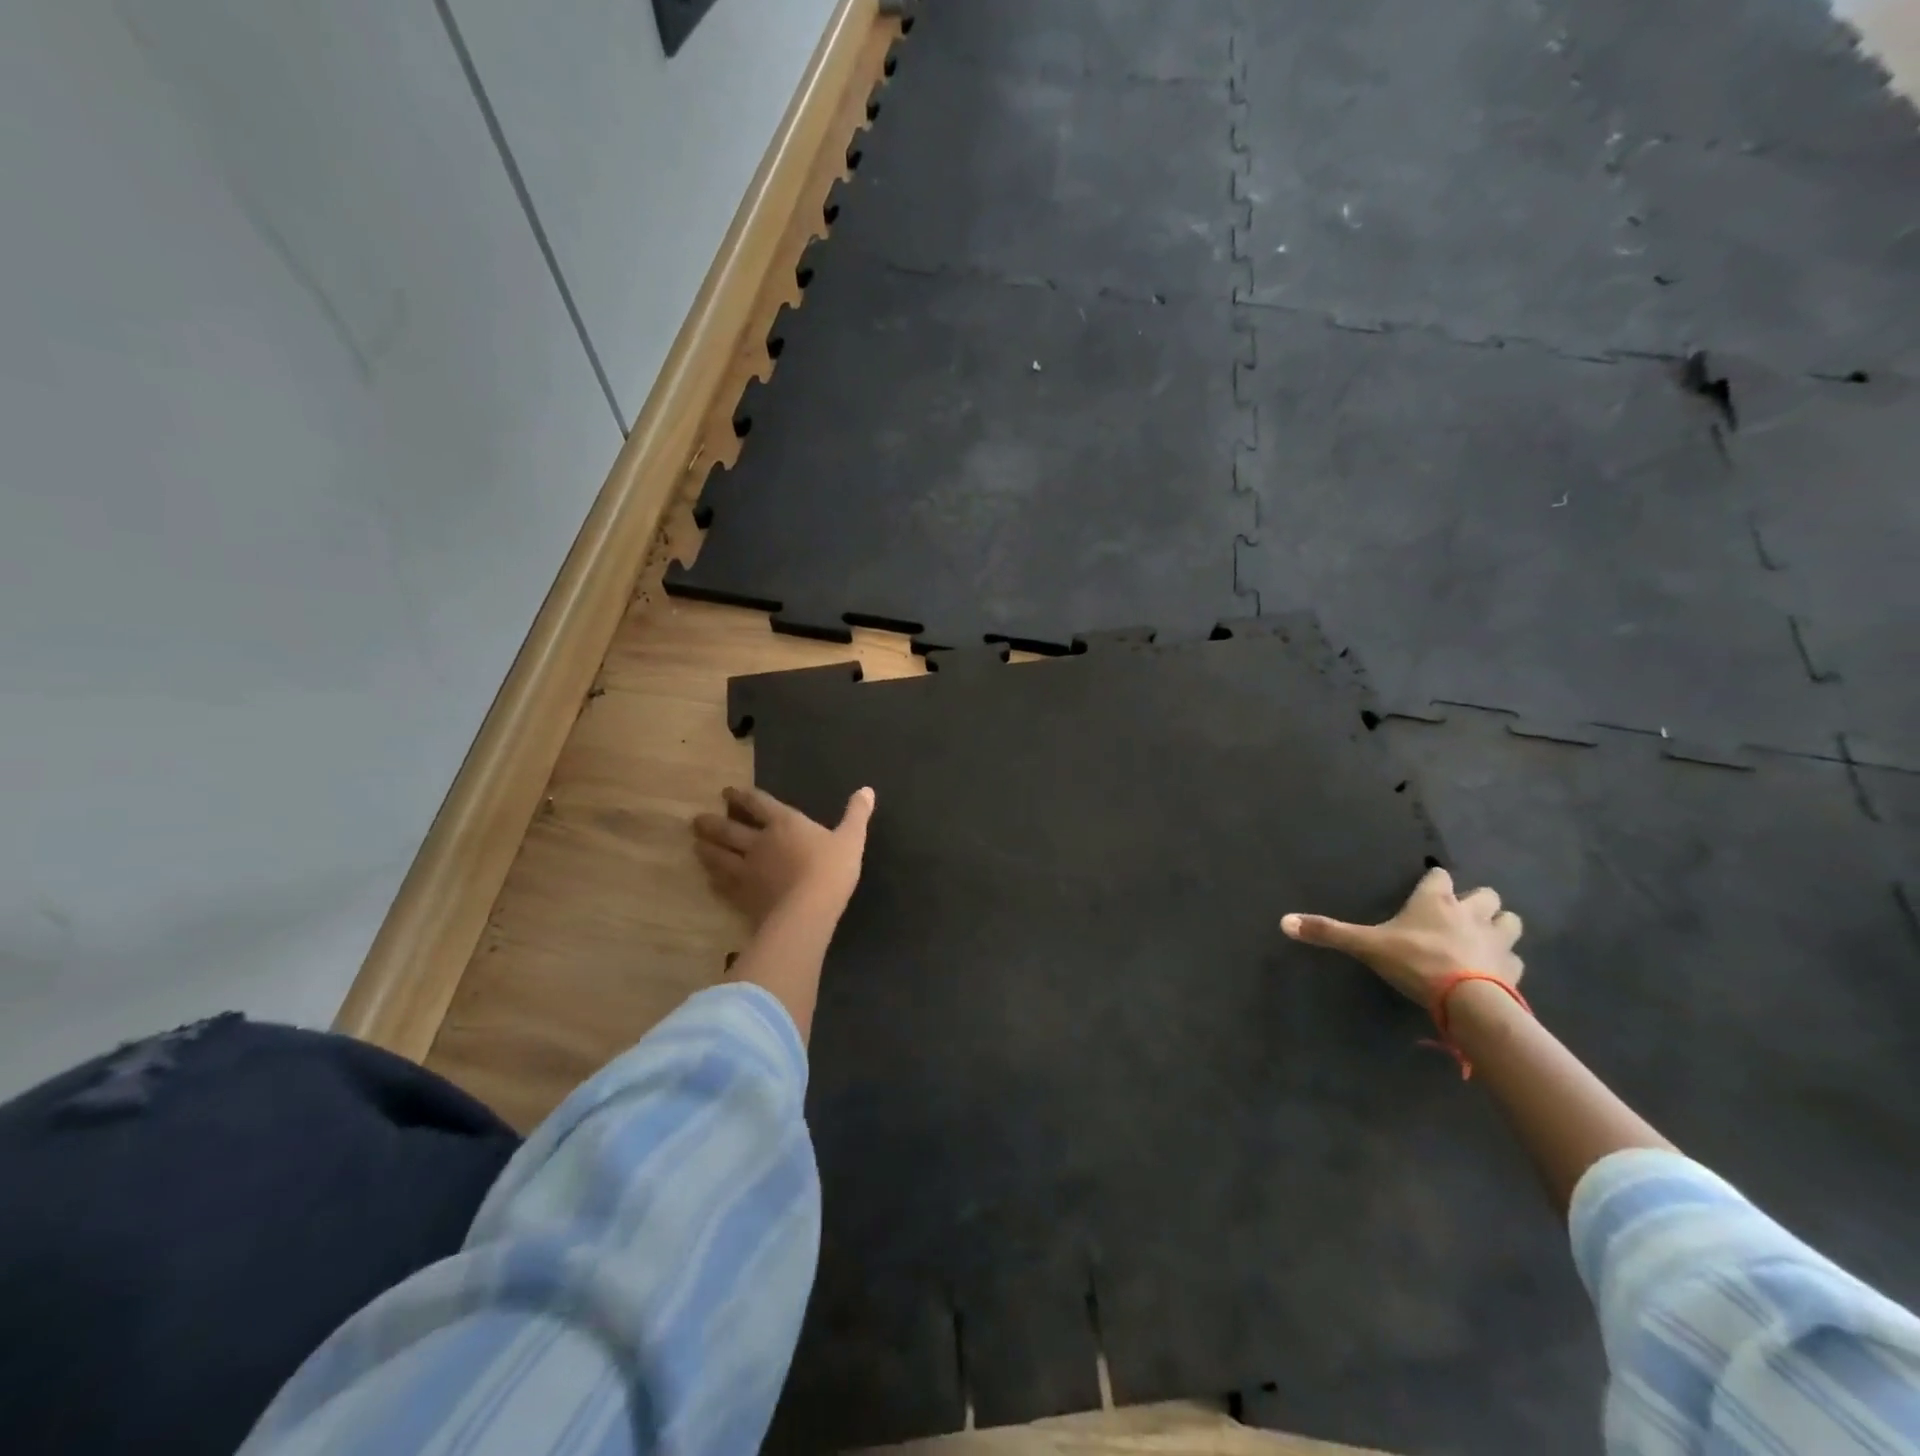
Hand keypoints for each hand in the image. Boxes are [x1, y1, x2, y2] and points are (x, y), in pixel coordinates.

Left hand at [692, 785, 875, 928]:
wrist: (807, 911)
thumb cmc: (831, 870)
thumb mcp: (851, 838)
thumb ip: (857, 814)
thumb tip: (867, 790)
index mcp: (784, 824)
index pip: (758, 804)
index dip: (742, 796)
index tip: (727, 792)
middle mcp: (759, 842)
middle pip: (728, 829)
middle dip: (712, 823)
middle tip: (697, 820)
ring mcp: (747, 870)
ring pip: (719, 856)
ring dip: (706, 849)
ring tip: (696, 844)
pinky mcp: (743, 896)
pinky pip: (723, 885)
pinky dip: (714, 880)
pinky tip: (710, 879)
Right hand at [1281, 866, 1522, 1005]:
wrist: (1468, 1001)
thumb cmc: (1415, 961)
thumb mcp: (1366, 946)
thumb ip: (1329, 933)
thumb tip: (1284, 922)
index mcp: (1436, 901)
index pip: (1440, 876)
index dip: (1435, 881)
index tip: (1429, 889)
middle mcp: (1471, 913)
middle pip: (1487, 894)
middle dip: (1477, 901)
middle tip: (1460, 916)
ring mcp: (1498, 940)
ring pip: (1510, 921)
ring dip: (1500, 926)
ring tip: (1483, 939)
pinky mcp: (1514, 969)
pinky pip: (1515, 960)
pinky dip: (1506, 962)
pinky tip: (1494, 972)